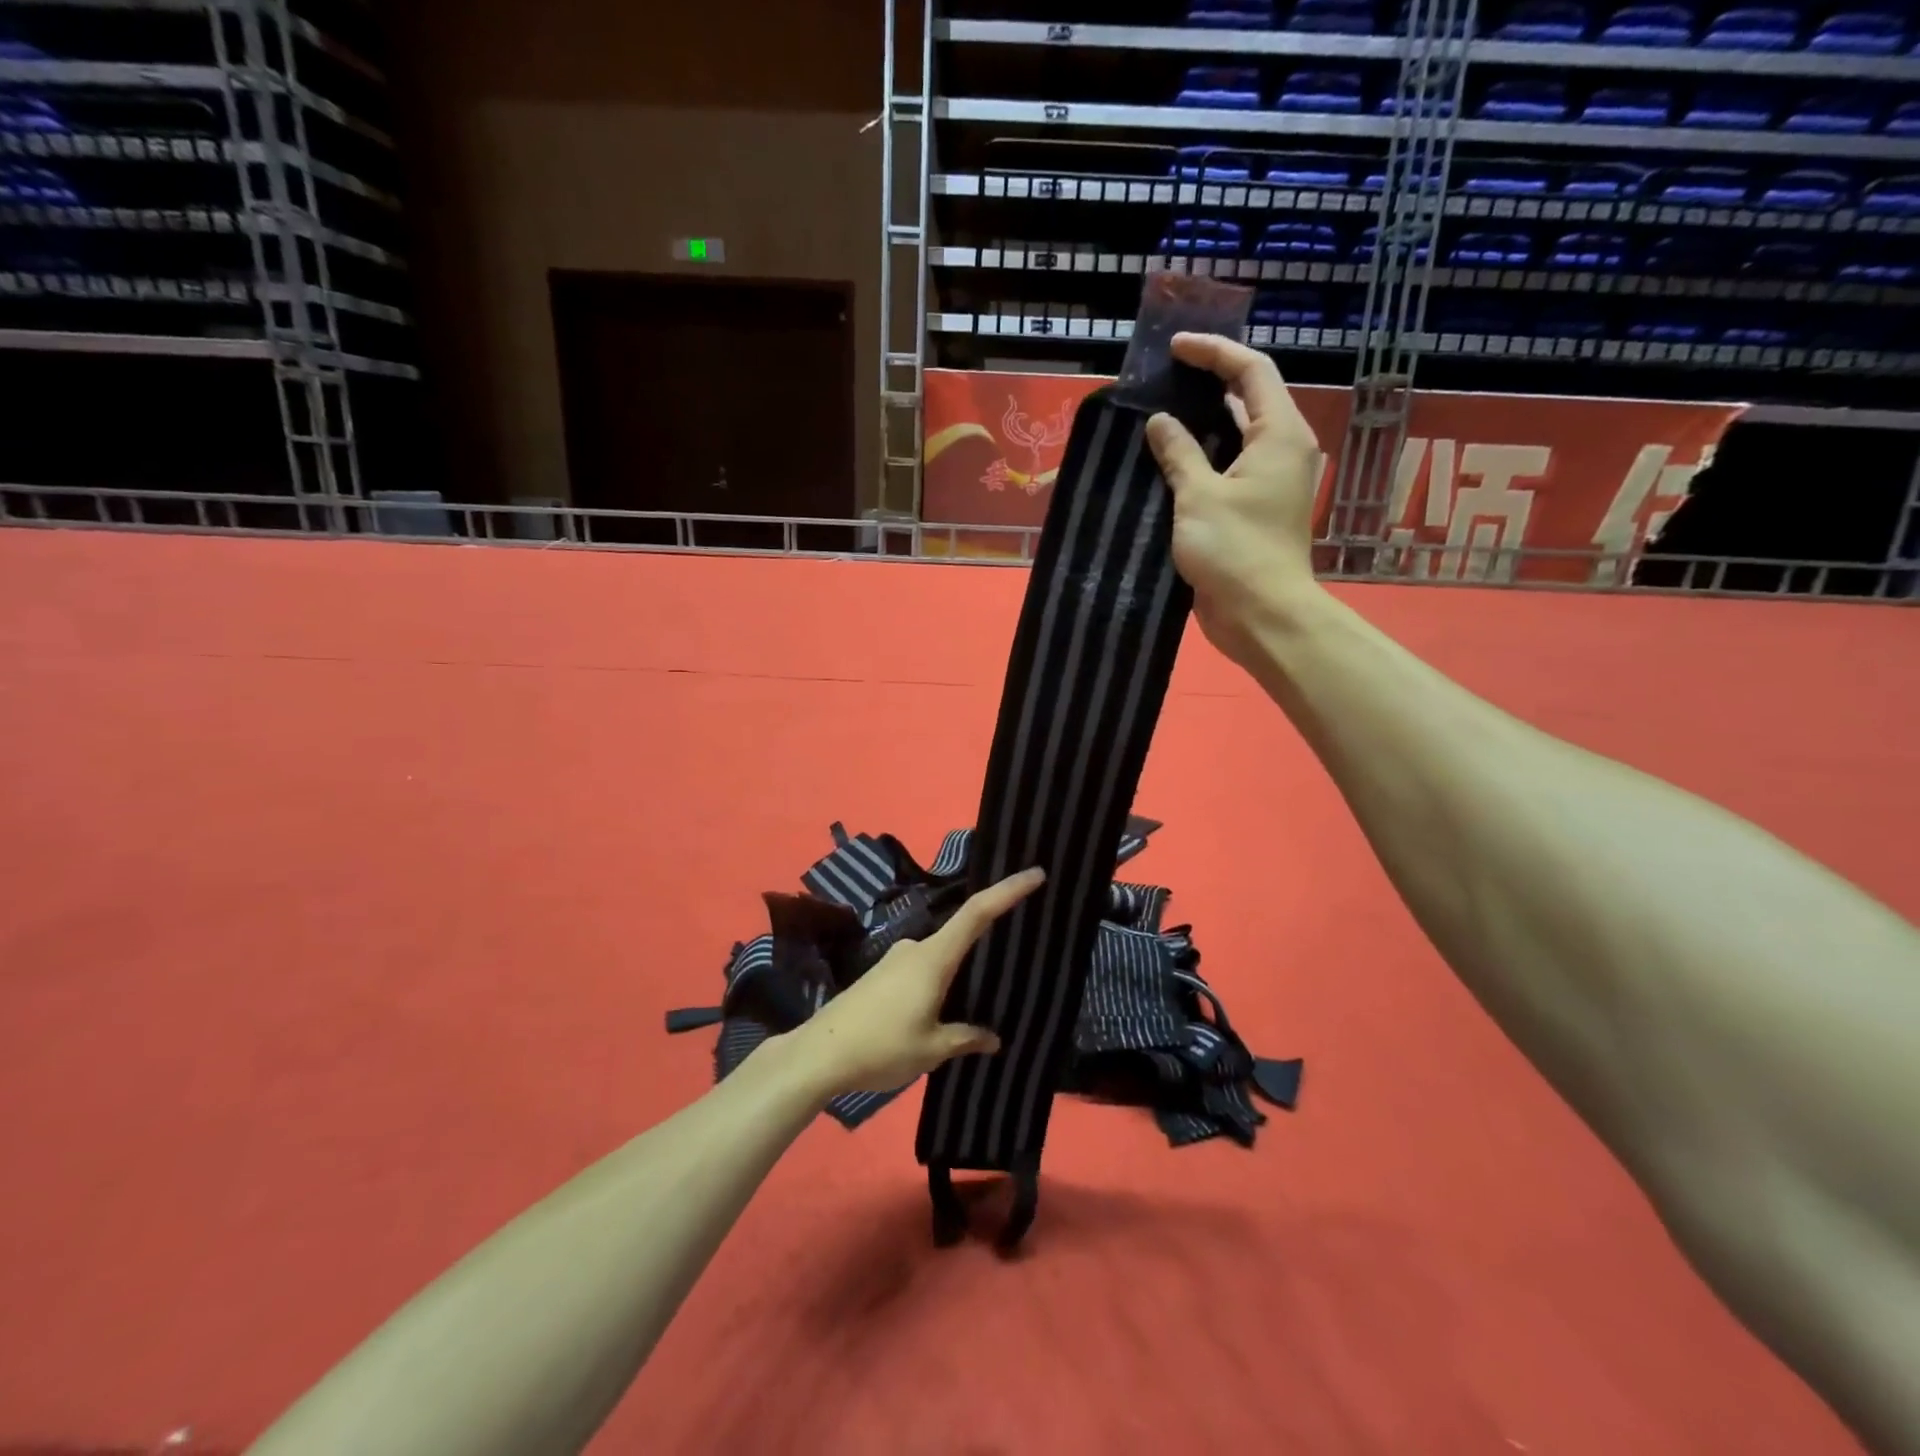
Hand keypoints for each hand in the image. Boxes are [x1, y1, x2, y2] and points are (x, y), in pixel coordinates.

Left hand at [786, 868, 1046, 1097]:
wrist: (819, 1054)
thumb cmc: (881, 1047)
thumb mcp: (932, 1049)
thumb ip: (966, 1038)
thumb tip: (993, 1038)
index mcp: (933, 958)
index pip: (977, 913)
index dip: (1007, 891)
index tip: (1035, 874)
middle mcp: (915, 949)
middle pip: (959, 935)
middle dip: (985, 947)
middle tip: (1009, 965)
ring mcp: (895, 959)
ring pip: (939, 958)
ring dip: (957, 975)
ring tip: (973, 1005)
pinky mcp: (880, 974)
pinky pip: (921, 970)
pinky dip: (937, 982)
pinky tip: (938, 1012)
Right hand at [1144, 332, 1325, 667]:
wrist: (1261, 615)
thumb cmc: (1235, 550)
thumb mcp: (1199, 496)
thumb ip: (1179, 453)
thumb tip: (1159, 421)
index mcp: (1279, 435)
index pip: (1252, 371)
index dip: (1214, 352)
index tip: (1175, 347)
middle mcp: (1280, 451)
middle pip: (1248, 399)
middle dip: (1208, 383)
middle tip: (1164, 377)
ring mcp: (1267, 483)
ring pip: (1234, 438)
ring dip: (1200, 425)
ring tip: (1157, 414)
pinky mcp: (1251, 511)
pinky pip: (1225, 471)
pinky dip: (1199, 460)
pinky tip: (1166, 463)